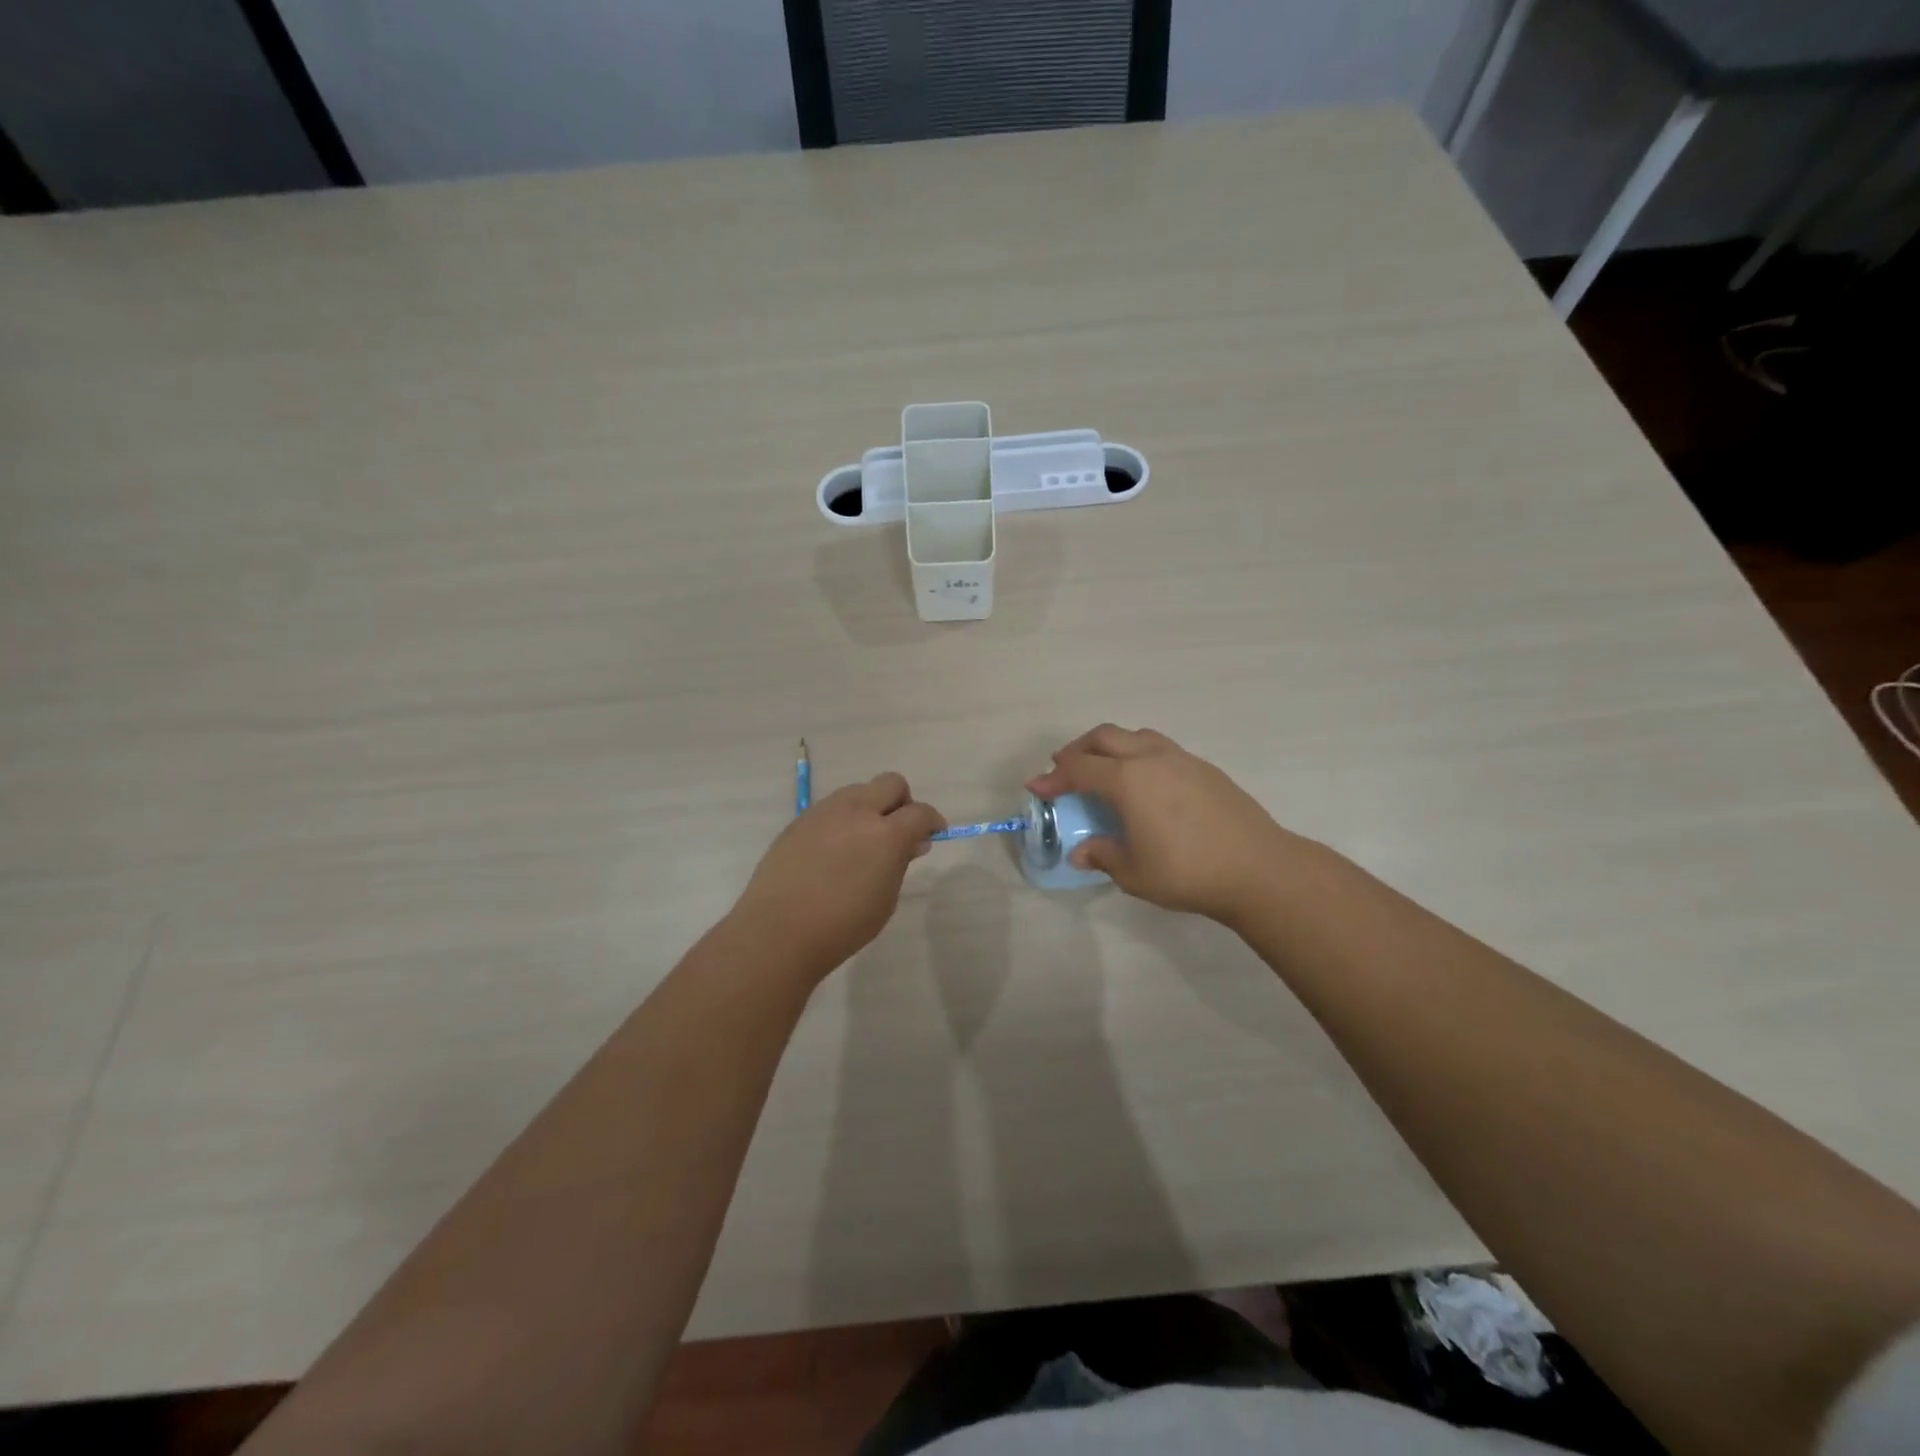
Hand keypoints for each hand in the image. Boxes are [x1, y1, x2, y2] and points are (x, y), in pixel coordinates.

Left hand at [732, 773, 945, 979]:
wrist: (777, 931)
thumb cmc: (842, 925)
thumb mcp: (885, 900)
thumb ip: (900, 863)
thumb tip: (912, 843)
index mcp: (886, 833)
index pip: (920, 812)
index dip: (932, 822)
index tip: (933, 835)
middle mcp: (856, 811)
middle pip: (891, 784)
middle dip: (902, 802)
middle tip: (899, 831)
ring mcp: (824, 812)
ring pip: (858, 791)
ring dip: (870, 808)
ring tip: (863, 842)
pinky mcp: (799, 821)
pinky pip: (830, 808)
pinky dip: (842, 821)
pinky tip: (833, 852)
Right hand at [1026, 725, 1299, 923]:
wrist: (1258, 868)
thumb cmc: (1187, 872)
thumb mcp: (1134, 872)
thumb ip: (1103, 856)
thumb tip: (1081, 852)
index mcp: (1127, 780)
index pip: (1079, 769)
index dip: (1053, 777)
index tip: (1036, 786)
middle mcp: (1151, 759)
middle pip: (1104, 737)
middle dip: (1078, 750)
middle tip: (1064, 769)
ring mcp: (1181, 759)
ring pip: (1135, 736)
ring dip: (1110, 746)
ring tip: (1104, 769)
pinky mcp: (1204, 768)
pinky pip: (1160, 748)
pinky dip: (1139, 755)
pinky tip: (1145, 784)